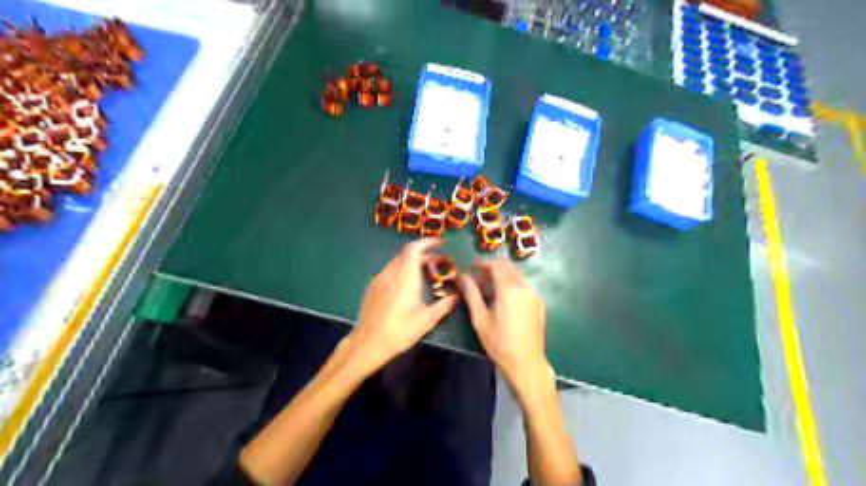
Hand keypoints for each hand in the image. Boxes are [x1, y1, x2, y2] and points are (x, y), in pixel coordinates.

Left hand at [352, 239, 458, 371]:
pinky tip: (406, 284)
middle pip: (407, 254)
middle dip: (424, 254)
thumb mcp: (427, 320)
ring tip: (424, 272)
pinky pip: (389, 270)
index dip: (427, 242)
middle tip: (438, 262)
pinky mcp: (372, 287)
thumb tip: (457, 296)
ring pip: (397, 262)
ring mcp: (380, 279)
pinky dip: (401, 270)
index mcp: (406, 276)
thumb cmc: (400, 330)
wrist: (369, 342)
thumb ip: (444, 305)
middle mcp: (391, 272)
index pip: (414, 249)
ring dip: (412, 262)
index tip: (440, 243)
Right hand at [455, 258, 549, 389]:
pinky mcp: (539, 304)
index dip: (483, 263)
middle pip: (508, 267)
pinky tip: (503, 300)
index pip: (496, 265)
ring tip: (488, 290)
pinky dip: (512, 285)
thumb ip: (471, 293)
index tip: (472, 268)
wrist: (526, 363)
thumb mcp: (480, 318)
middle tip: (478, 278)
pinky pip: (524, 287)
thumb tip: (462, 276)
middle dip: (492, 268)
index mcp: (509, 289)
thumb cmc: (498, 342)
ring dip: (502, 276)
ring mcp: (534, 295)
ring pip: (516, 276)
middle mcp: (524, 287)